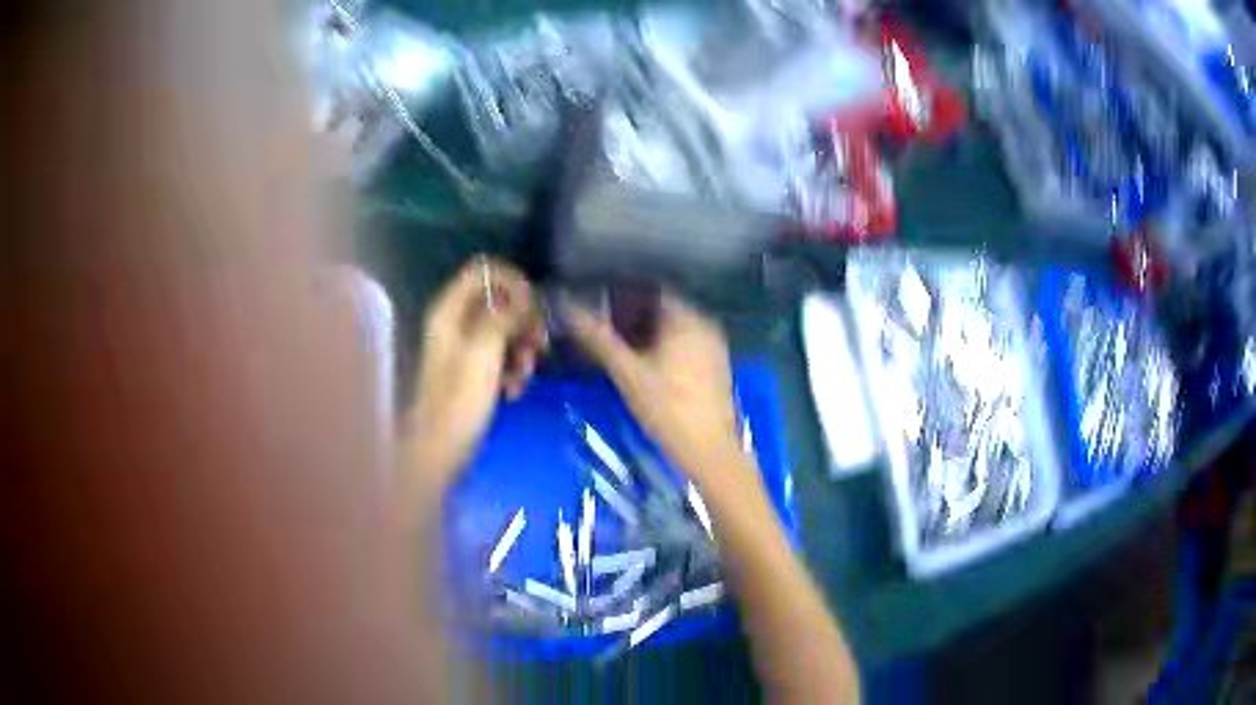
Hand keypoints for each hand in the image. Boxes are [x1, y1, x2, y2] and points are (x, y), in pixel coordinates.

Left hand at [405, 258, 546, 490]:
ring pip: (504, 329)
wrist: (440, 451)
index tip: (533, 306)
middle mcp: (455, 322)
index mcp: (449, 310)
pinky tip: (515, 390)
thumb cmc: (459, 401)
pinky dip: (512, 368)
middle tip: (538, 344)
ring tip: (525, 375)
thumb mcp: (485, 352)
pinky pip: (500, 355)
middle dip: (523, 320)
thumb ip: (505, 316)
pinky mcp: (473, 370)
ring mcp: (464, 347)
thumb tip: (525, 297)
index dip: (513, 281)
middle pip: (498, 299)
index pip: (485, 270)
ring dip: (521, 348)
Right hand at [565, 293, 744, 486]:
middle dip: (633, 316)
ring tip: (620, 348)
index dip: (622, 295)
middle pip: (664, 310)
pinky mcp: (716, 368)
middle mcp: (705, 325)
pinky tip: (646, 366)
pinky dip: (665, 349)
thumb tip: (567, 309)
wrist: (708, 450)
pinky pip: (686, 346)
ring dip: (648, 334)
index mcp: (687, 318)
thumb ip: (598, 339)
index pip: (651, 290)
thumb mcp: (627, 372)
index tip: (598, 305)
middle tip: (604, 329)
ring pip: (675, 330)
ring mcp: (714, 347)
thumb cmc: (667, 407)